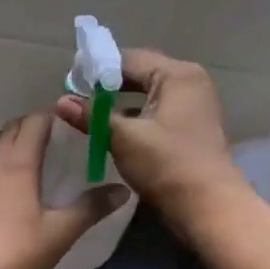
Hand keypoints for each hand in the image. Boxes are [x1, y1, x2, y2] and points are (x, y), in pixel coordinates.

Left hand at [0, 113, 129, 268]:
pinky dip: (8, 156)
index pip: (35, 121)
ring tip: (46, 154)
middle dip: (38, 124)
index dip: (55, 116)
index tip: (77, 122)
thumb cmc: (20, 250)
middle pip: (15, 126)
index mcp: (18, 162)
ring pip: (0, 142)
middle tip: (65, 136)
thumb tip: (123, 191)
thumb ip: (93, 207)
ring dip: (20, 139)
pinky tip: (23, 179)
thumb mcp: (63, 230)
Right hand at [56, 48, 241, 223]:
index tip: (69, 85)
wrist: (210, 209)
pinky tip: (113, 131)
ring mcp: (194, 105)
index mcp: (177, 75)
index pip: (128, 59)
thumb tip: (60, 102)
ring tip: (89, 116)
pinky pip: (156, 111)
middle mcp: (189, 82)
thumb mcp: (124, 138)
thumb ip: (91, 116)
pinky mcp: (191, 127)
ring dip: (120, 104)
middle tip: (76, 100)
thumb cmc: (167, 165)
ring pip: (147, 95)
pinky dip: (136, 117)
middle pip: (139, 74)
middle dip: (107, 87)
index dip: (96, 70)